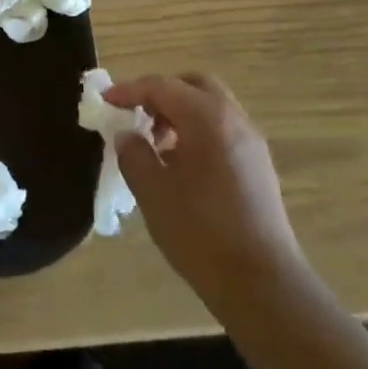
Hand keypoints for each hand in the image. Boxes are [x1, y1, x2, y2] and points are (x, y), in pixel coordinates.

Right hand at [105, 74, 305, 312]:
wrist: (262, 283)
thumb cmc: (200, 232)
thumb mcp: (152, 192)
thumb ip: (133, 154)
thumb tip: (127, 135)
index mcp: (206, 118)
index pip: (161, 87)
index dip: (129, 91)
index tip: (105, 101)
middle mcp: (234, 119)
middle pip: (194, 85)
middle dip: (161, 92)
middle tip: (136, 114)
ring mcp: (252, 142)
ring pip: (212, 106)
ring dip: (181, 112)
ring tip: (156, 144)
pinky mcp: (259, 165)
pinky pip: (224, 128)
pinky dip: (199, 130)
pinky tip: (182, 164)